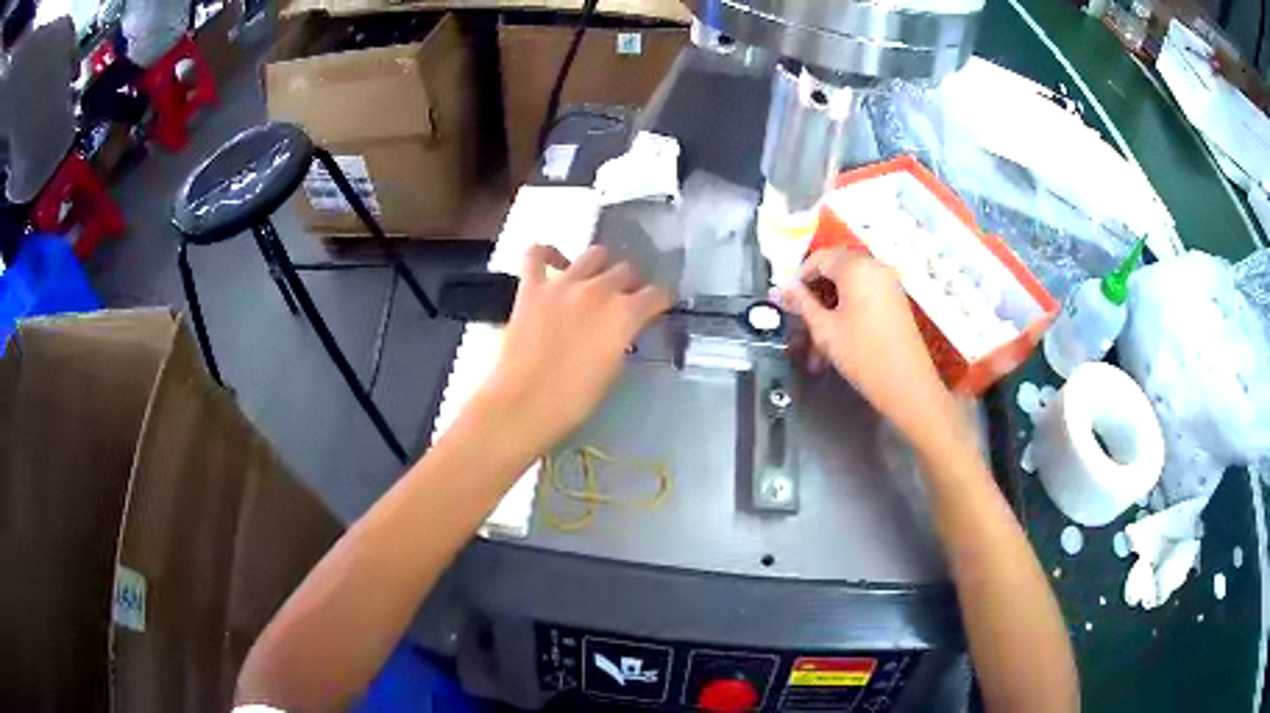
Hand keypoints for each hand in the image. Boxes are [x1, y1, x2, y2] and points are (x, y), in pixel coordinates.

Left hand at [476, 245, 670, 452]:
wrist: (523, 404)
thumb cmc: (574, 400)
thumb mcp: (613, 370)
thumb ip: (622, 338)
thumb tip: (623, 327)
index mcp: (625, 314)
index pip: (657, 294)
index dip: (661, 300)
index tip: (658, 307)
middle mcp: (599, 289)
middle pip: (626, 270)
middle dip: (631, 284)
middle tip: (624, 300)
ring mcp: (563, 283)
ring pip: (594, 254)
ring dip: (600, 266)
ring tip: (595, 281)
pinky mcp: (531, 287)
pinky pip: (537, 254)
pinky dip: (546, 254)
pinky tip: (552, 263)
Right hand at [781, 248, 962, 449]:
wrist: (906, 383)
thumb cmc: (862, 354)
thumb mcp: (825, 329)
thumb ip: (801, 304)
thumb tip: (781, 289)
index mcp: (856, 266)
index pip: (819, 257)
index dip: (799, 276)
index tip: (788, 298)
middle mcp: (875, 266)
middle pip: (837, 268)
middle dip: (816, 290)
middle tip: (800, 316)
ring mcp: (889, 283)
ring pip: (851, 284)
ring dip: (831, 303)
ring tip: (818, 334)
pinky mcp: (896, 300)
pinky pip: (866, 293)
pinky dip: (849, 307)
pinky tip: (839, 333)